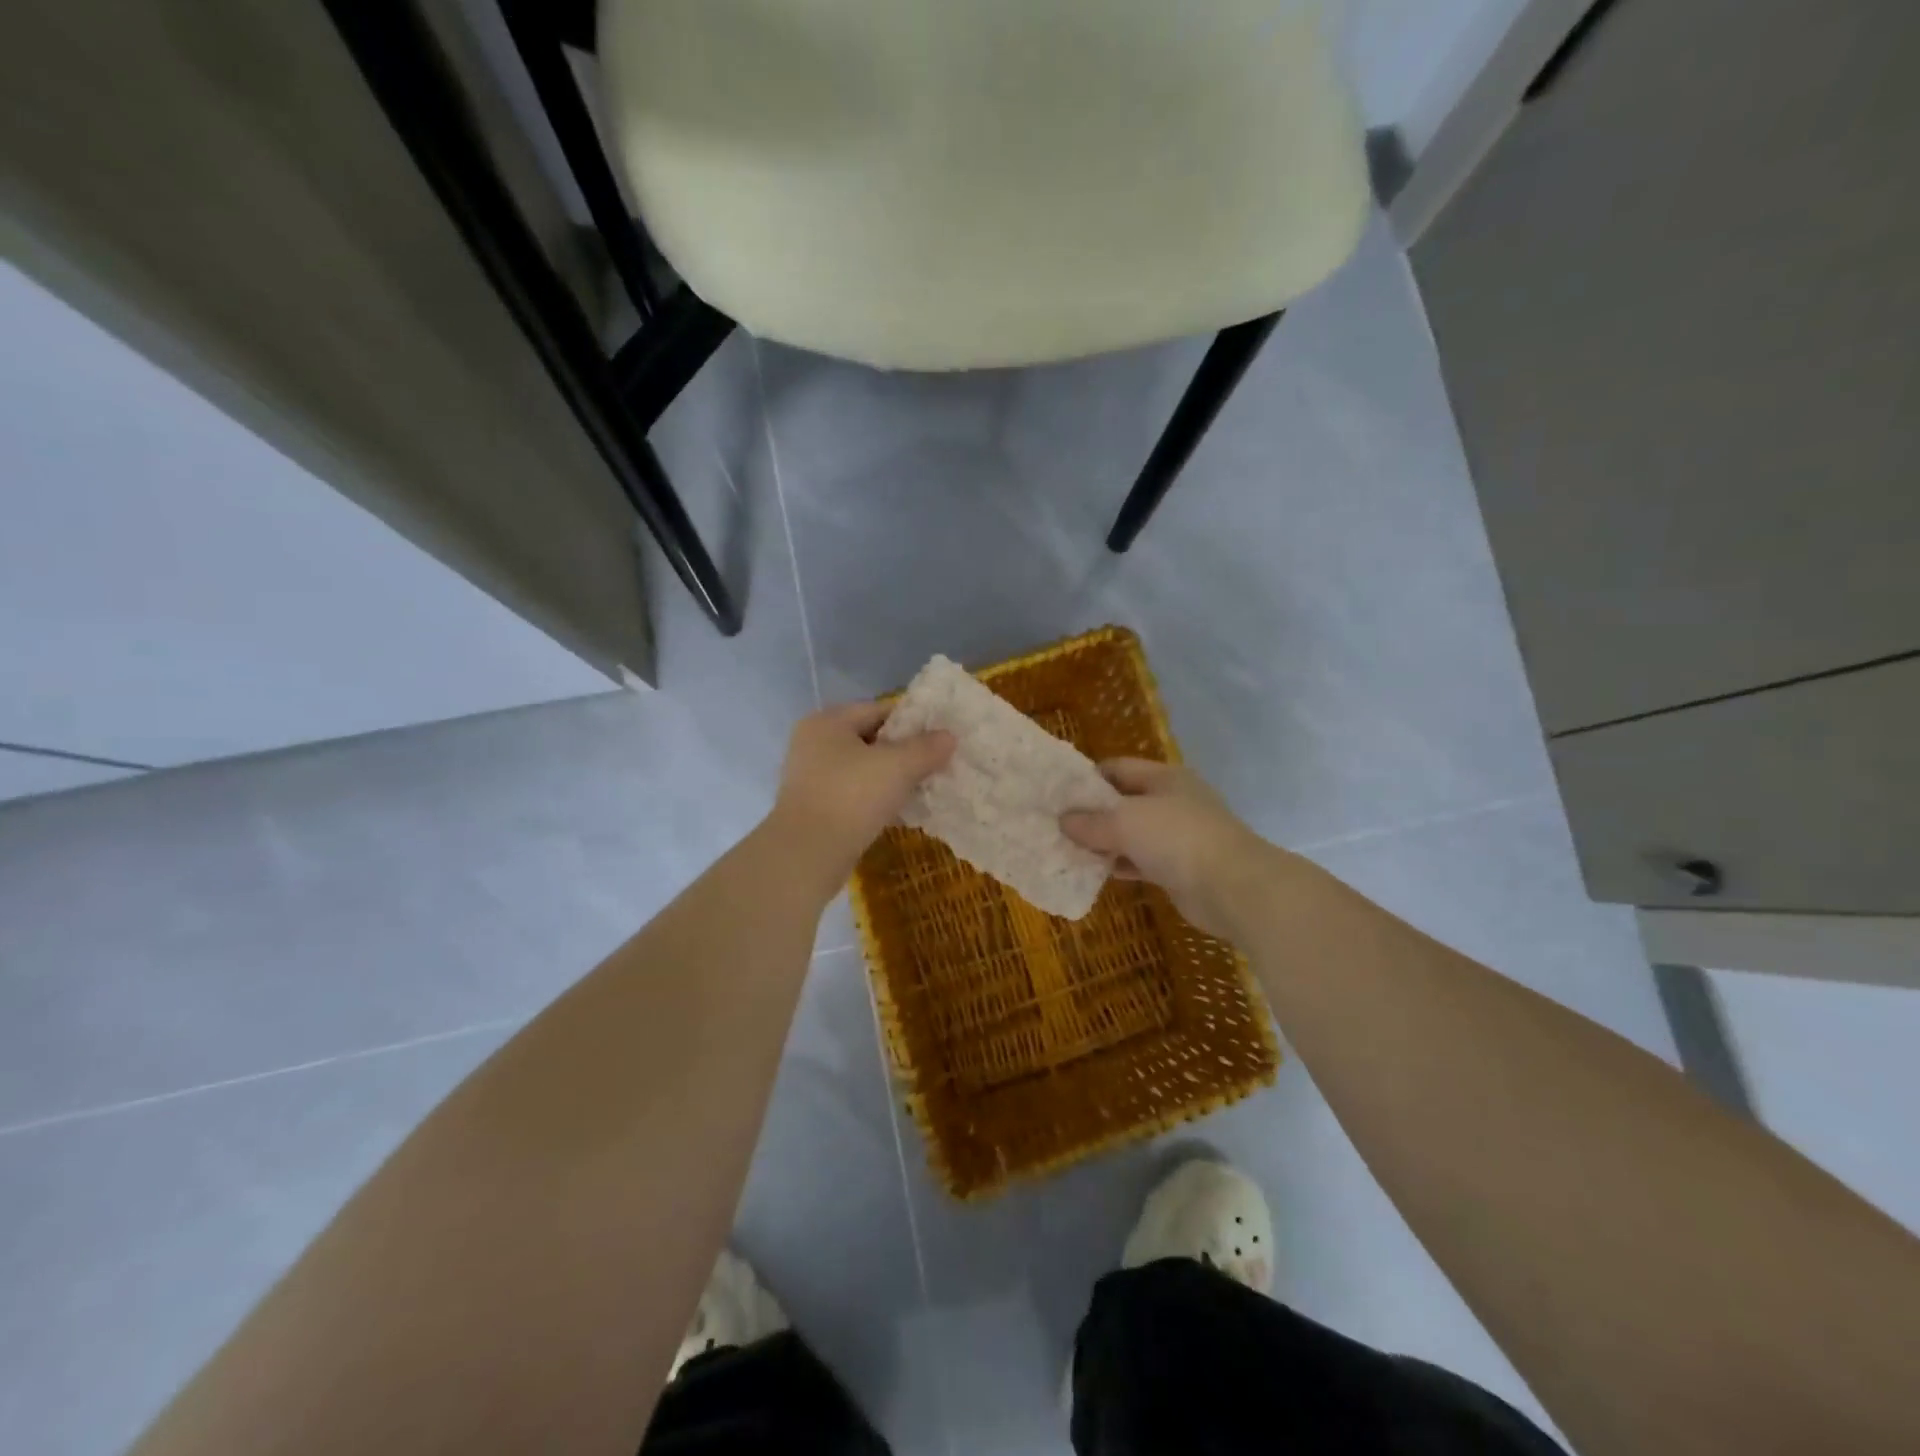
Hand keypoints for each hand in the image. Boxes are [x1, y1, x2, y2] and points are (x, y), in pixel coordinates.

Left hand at [767, 701, 954, 893]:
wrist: (807, 855)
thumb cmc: (851, 797)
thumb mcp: (898, 767)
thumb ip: (926, 748)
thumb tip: (949, 736)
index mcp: (828, 721)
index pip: (879, 709)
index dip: (913, 721)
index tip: (940, 738)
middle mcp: (813, 743)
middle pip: (870, 738)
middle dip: (903, 752)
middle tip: (936, 765)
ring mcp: (810, 777)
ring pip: (862, 769)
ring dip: (890, 778)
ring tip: (922, 789)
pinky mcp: (814, 807)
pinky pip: (853, 794)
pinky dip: (875, 798)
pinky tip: (898, 811)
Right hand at [1062, 759, 1275, 938]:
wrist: (1233, 888)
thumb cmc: (1178, 839)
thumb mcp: (1125, 822)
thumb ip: (1091, 821)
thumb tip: (1063, 821)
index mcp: (1164, 777)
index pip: (1117, 768)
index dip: (1086, 778)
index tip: (1057, 795)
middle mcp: (1171, 801)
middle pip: (1122, 801)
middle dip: (1091, 813)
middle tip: (1055, 825)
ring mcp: (1177, 836)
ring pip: (1130, 834)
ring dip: (1103, 842)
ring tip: (1066, 849)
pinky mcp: (1178, 868)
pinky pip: (1139, 861)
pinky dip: (1119, 865)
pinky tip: (1093, 872)